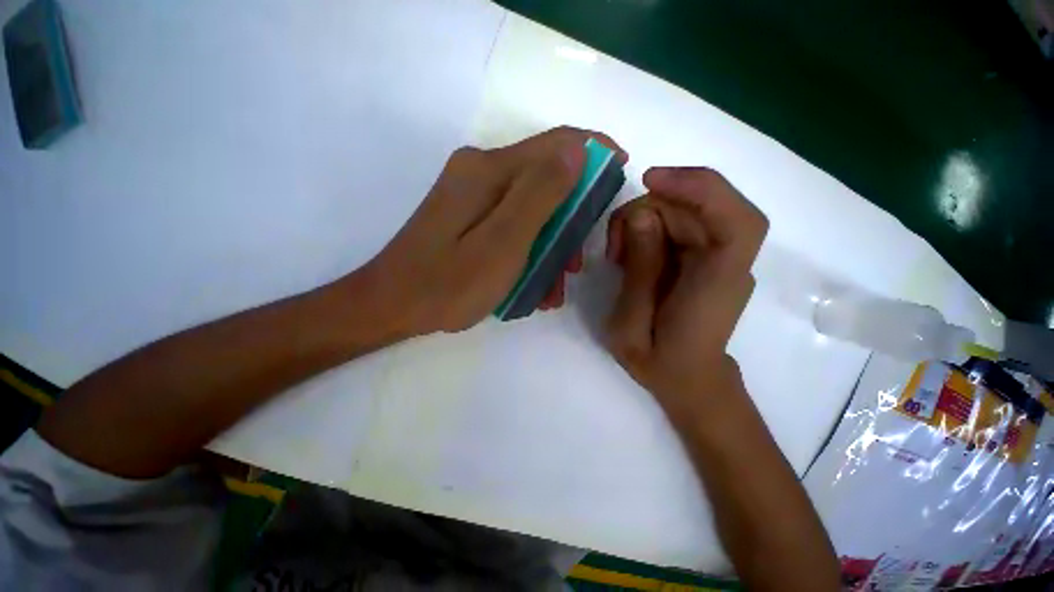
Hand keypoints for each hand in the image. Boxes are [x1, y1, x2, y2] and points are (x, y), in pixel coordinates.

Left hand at [362, 127, 625, 335]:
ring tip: (554, 288)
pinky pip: (512, 225)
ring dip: (550, 245)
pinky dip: (529, 251)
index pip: (557, 143)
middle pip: (545, 180)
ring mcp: (473, 197)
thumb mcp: (503, 243)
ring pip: (531, 209)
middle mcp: (481, 173)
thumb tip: (577, 151)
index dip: (595, 153)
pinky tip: (532, 285)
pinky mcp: (469, 218)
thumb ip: (540, 195)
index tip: (622, 173)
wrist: (392, 306)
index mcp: (489, 170)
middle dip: (571, 220)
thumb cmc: (449, 283)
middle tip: (576, 264)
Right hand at [605, 167, 767, 416]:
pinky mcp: (706, 257)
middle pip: (697, 208)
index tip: (650, 181)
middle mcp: (728, 263)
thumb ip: (639, 273)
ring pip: (684, 212)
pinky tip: (629, 251)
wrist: (686, 378)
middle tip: (612, 246)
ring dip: (642, 221)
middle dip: (646, 212)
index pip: (736, 222)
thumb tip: (640, 218)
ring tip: (617, 255)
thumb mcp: (631, 325)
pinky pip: (679, 225)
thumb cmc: (658, 362)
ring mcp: (719, 258)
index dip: (700, 188)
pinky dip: (648, 229)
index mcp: (717, 286)